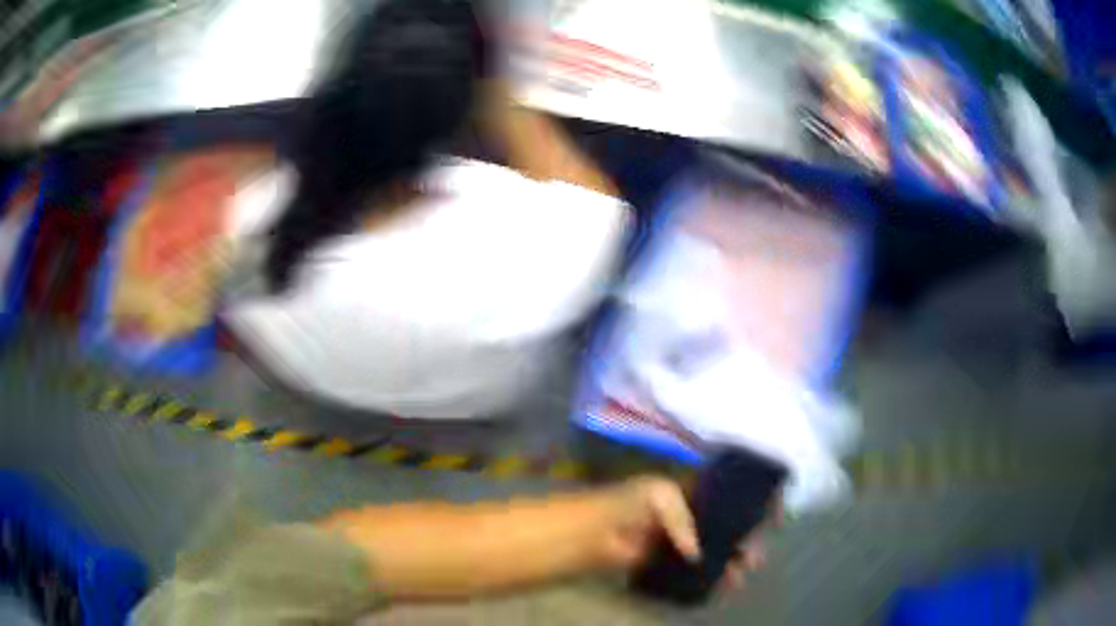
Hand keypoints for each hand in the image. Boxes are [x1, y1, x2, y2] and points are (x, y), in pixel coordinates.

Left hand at [600, 476, 779, 593]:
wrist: (587, 534)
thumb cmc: (624, 504)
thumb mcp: (658, 495)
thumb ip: (684, 519)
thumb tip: (697, 554)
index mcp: (688, 491)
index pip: (728, 494)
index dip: (749, 503)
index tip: (772, 516)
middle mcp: (688, 514)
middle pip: (725, 526)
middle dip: (744, 538)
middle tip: (755, 556)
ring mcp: (678, 540)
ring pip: (714, 549)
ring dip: (731, 560)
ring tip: (742, 573)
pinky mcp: (666, 563)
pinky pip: (695, 570)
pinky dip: (710, 576)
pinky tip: (721, 584)